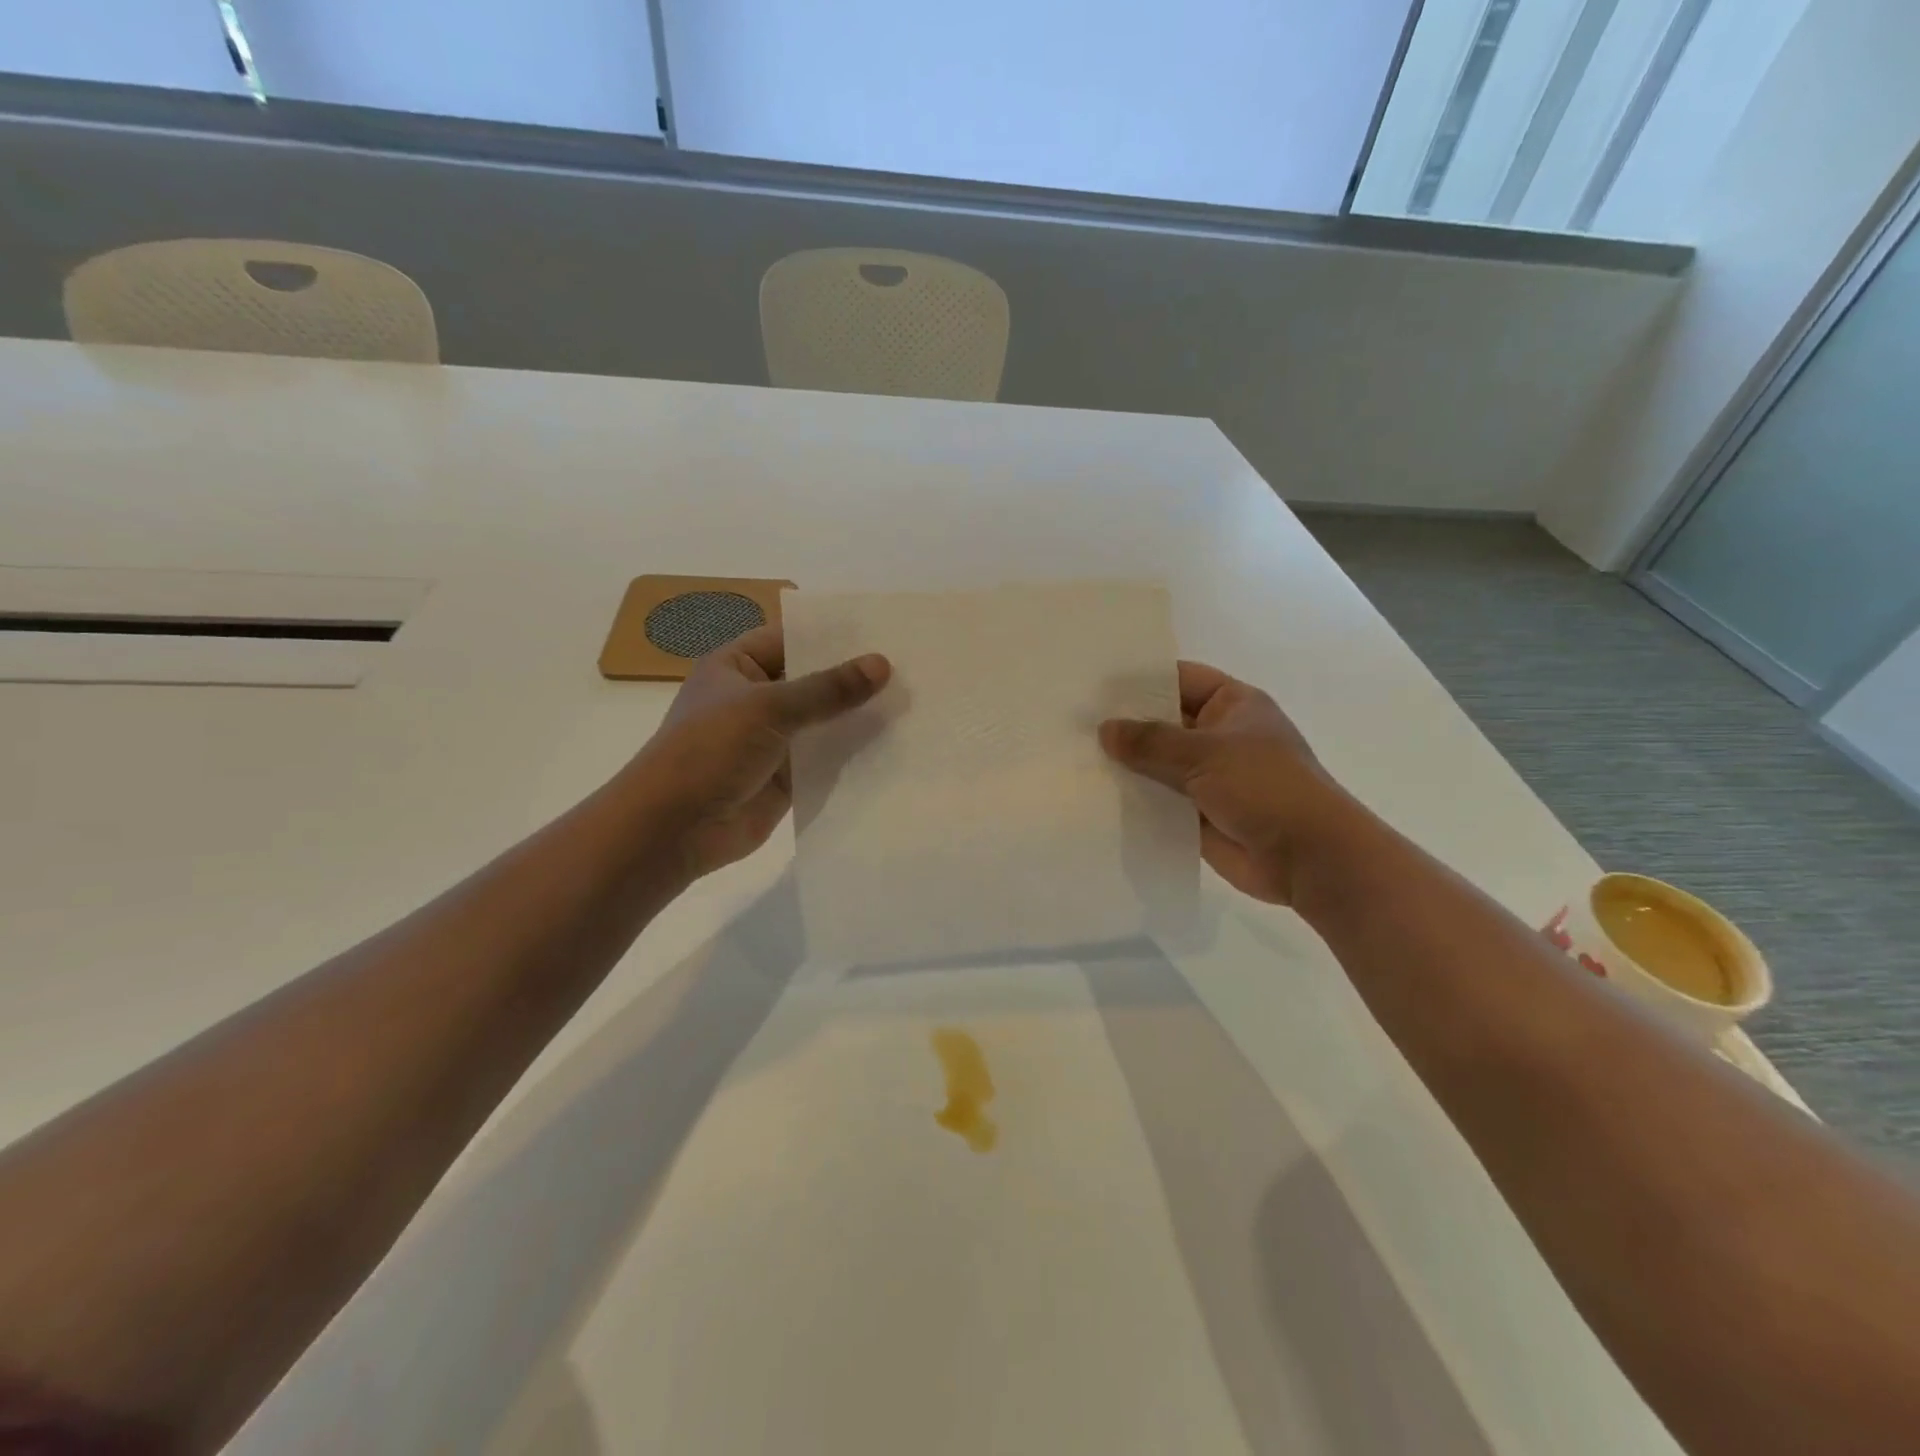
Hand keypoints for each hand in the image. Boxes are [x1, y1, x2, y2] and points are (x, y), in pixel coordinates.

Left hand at [626, 624, 889, 881]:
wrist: (675, 828)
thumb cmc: (710, 750)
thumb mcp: (769, 708)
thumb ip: (828, 688)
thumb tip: (882, 664)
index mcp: (736, 666)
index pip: (790, 638)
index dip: (832, 635)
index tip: (882, 631)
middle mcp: (754, 697)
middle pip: (811, 680)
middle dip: (853, 677)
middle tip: (909, 666)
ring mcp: (771, 739)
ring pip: (823, 721)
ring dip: (857, 715)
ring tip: (912, 701)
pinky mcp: (787, 777)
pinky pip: (826, 757)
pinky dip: (852, 753)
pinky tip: (894, 743)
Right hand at [1100, 661, 1354, 904]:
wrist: (1306, 857)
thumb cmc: (1265, 787)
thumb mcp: (1205, 753)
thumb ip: (1151, 741)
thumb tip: (1104, 730)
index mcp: (1233, 705)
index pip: (1180, 679)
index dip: (1141, 679)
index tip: (1095, 683)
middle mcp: (1219, 735)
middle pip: (1164, 722)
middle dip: (1126, 725)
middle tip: (1074, 721)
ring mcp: (1209, 776)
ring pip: (1158, 764)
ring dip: (1126, 765)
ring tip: (1075, 757)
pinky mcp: (1198, 813)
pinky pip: (1159, 800)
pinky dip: (1134, 799)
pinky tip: (1095, 795)